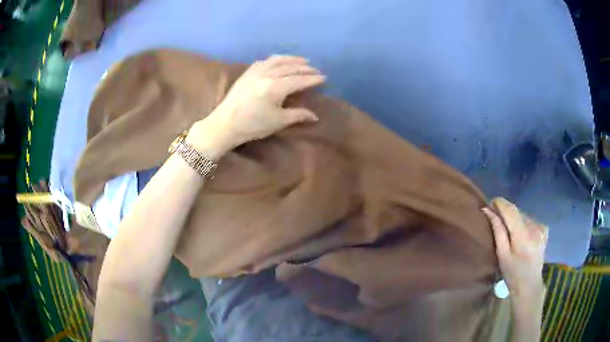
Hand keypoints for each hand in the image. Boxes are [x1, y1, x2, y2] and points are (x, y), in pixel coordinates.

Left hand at [188, 55, 324, 157]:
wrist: (225, 124)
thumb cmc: (252, 125)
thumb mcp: (278, 121)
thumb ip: (298, 115)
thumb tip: (315, 116)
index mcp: (275, 87)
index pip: (299, 79)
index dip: (313, 79)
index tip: (324, 78)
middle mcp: (267, 74)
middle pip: (291, 67)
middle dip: (306, 68)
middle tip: (317, 70)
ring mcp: (256, 71)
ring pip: (278, 60)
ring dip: (293, 59)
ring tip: (303, 61)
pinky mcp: (248, 72)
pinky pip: (266, 60)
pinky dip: (278, 59)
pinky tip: (281, 61)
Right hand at [482, 198, 547, 300]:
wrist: (529, 285)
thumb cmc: (512, 274)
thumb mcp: (502, 255)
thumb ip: (497, 231)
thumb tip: (488, 210)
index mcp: (523, 237)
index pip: (511, 210)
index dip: (500, 203)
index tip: (490, 202)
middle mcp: (535, 228)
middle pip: (517, 211)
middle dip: (506, 212)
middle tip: (496, 218)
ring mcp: (541, 227)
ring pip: (523, 215)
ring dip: (515, 218)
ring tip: (509, 229)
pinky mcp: (545, 228)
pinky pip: (530, 219)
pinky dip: (523, 223)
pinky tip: (521, 234)